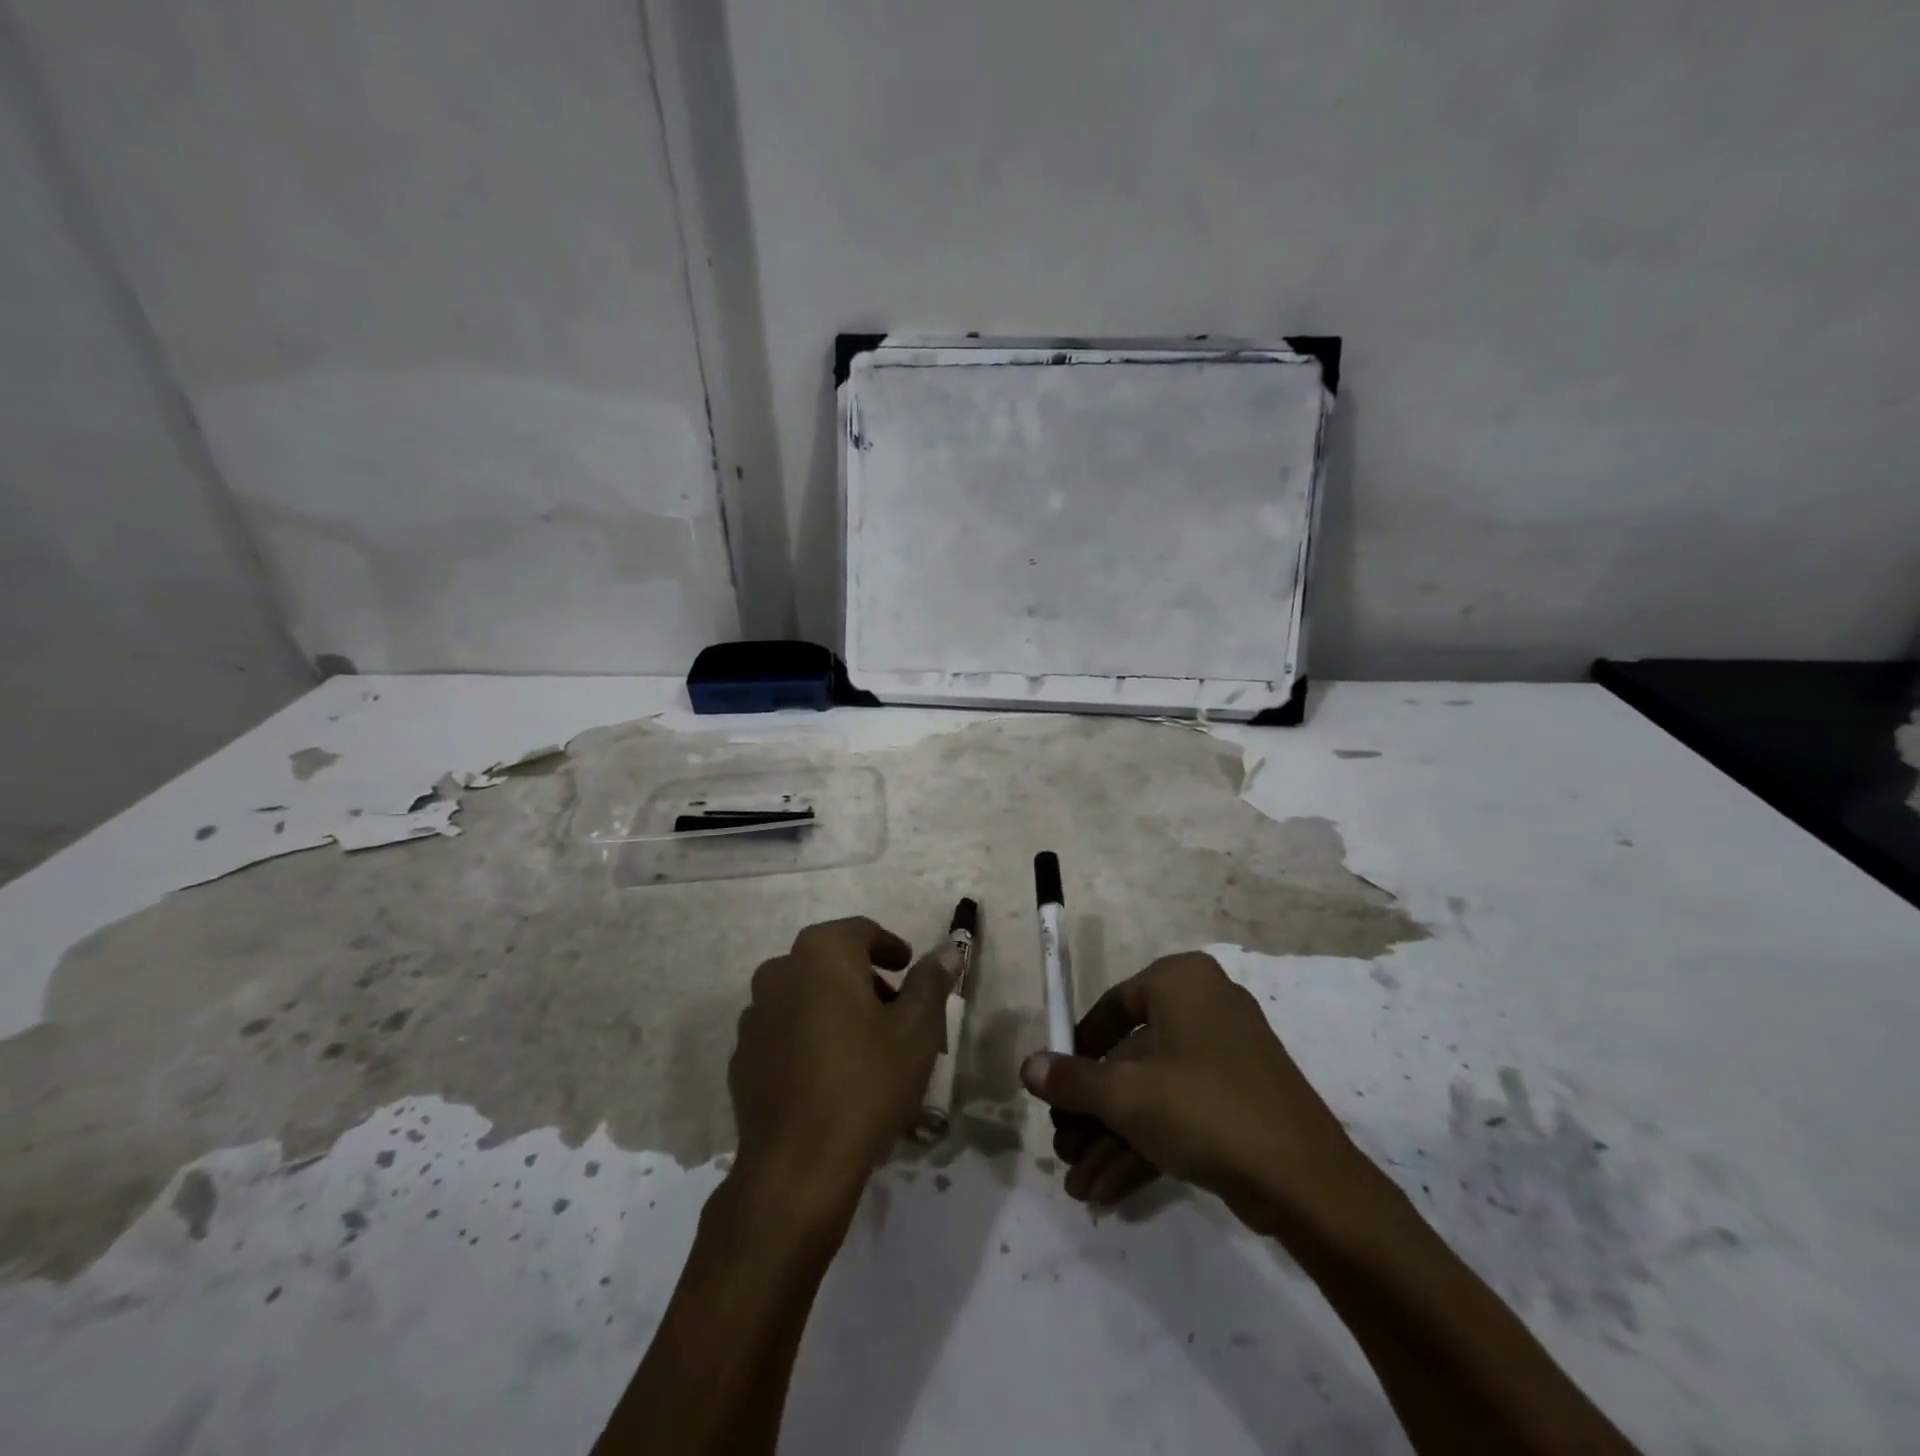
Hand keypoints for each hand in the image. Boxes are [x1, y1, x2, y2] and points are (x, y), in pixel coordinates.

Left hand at [728, 917, 952, 1227]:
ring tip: (865, 1046)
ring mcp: (754, 1014)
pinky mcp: (742, 1056)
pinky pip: (784, 1029)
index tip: (909, 969)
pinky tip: (829, 1074)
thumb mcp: (916, 1030)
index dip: (890, 947)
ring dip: (835, 1006)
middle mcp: (780, 971)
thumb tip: (947, 950)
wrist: (797, 1167)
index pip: (862, 931)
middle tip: (896, 1012)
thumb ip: (931, 981)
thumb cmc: (866, 1083)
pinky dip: (809, 1036)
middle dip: (865, 979)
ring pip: (805, 995)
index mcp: (822, 953)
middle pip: (831, 961)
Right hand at [1021, 952, 1382, 1237]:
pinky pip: (1180, 1113)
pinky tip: (1107, 1191)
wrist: (1307, 1183)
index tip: (1055, 1084)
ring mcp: (1226, 1057)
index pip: (1114, 1005)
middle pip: (1131, 1057)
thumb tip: (1027, 1067)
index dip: (1078, 1048)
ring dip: (1112, 1138)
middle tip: (1063, 1146)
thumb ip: (1072, 1080)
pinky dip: (1145, 1146)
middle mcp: (1205, 1007)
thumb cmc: (1204, 1108)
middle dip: (1093, 1111)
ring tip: (1078, 1184)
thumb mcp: (1126, 1095)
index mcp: (1182, 982)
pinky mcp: (1239, 1101)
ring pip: (1154, 1092)